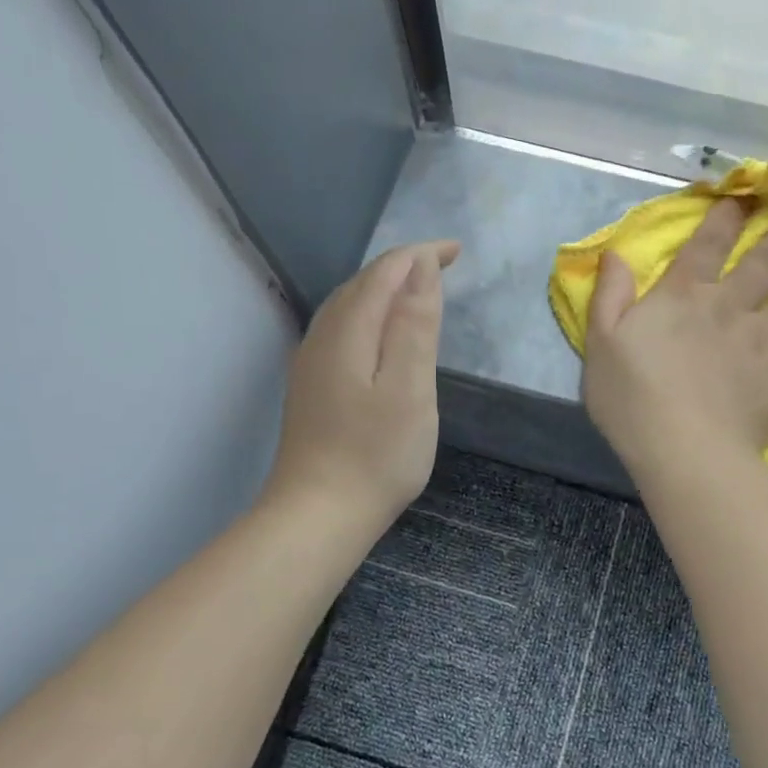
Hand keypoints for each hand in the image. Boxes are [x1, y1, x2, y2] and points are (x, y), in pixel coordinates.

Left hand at [266, 240, 459, 530]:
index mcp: (348, 330)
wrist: (317, 515)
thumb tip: (420, 268)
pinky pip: (342, 329)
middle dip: (403, 266)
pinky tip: (381, 334)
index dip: (420, 254)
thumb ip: (415, 324)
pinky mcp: (311, 387)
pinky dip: (369, 315)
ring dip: (384, 289)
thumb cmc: (376, 454)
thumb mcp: (410, 387)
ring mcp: (311, 363)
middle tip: (444, 266)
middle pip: (362, 283)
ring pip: (348, 306)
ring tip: (418, 291)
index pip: (385, 271)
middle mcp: (322, 336)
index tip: (456, 251)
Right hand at [582, 198, 767, 479]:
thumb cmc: (631, 397)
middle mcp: (730, 308)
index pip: (707, 246)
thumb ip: (609, 295)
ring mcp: (764, 342)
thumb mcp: (601, 341)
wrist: (679, 448)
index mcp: (684, 297)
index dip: (726, 217)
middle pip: (766, 261)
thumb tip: (615, 253)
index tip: (748, 193)